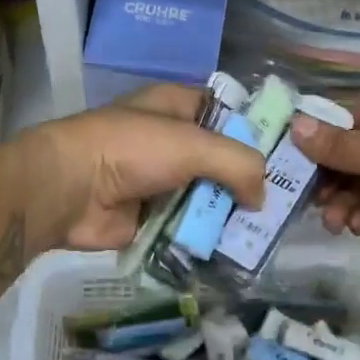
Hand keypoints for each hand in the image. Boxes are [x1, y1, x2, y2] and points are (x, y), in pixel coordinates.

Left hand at [18, 84, 268, 252]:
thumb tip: (261, 197)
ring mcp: (161, 180)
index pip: (228, 111)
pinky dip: (207, 237)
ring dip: (231, 213)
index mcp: (178, 107)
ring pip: (208, 195)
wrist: (69, 190)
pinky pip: (189, 226)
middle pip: (222, 158)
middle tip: (288, 203)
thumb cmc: (131, 149)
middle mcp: (172, 140)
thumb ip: (238, 164)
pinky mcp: (152, 216)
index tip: (290, 155)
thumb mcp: (192, 143)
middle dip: (249, 180)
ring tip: (268, 234)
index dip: (257, 129)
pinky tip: (237, 252)